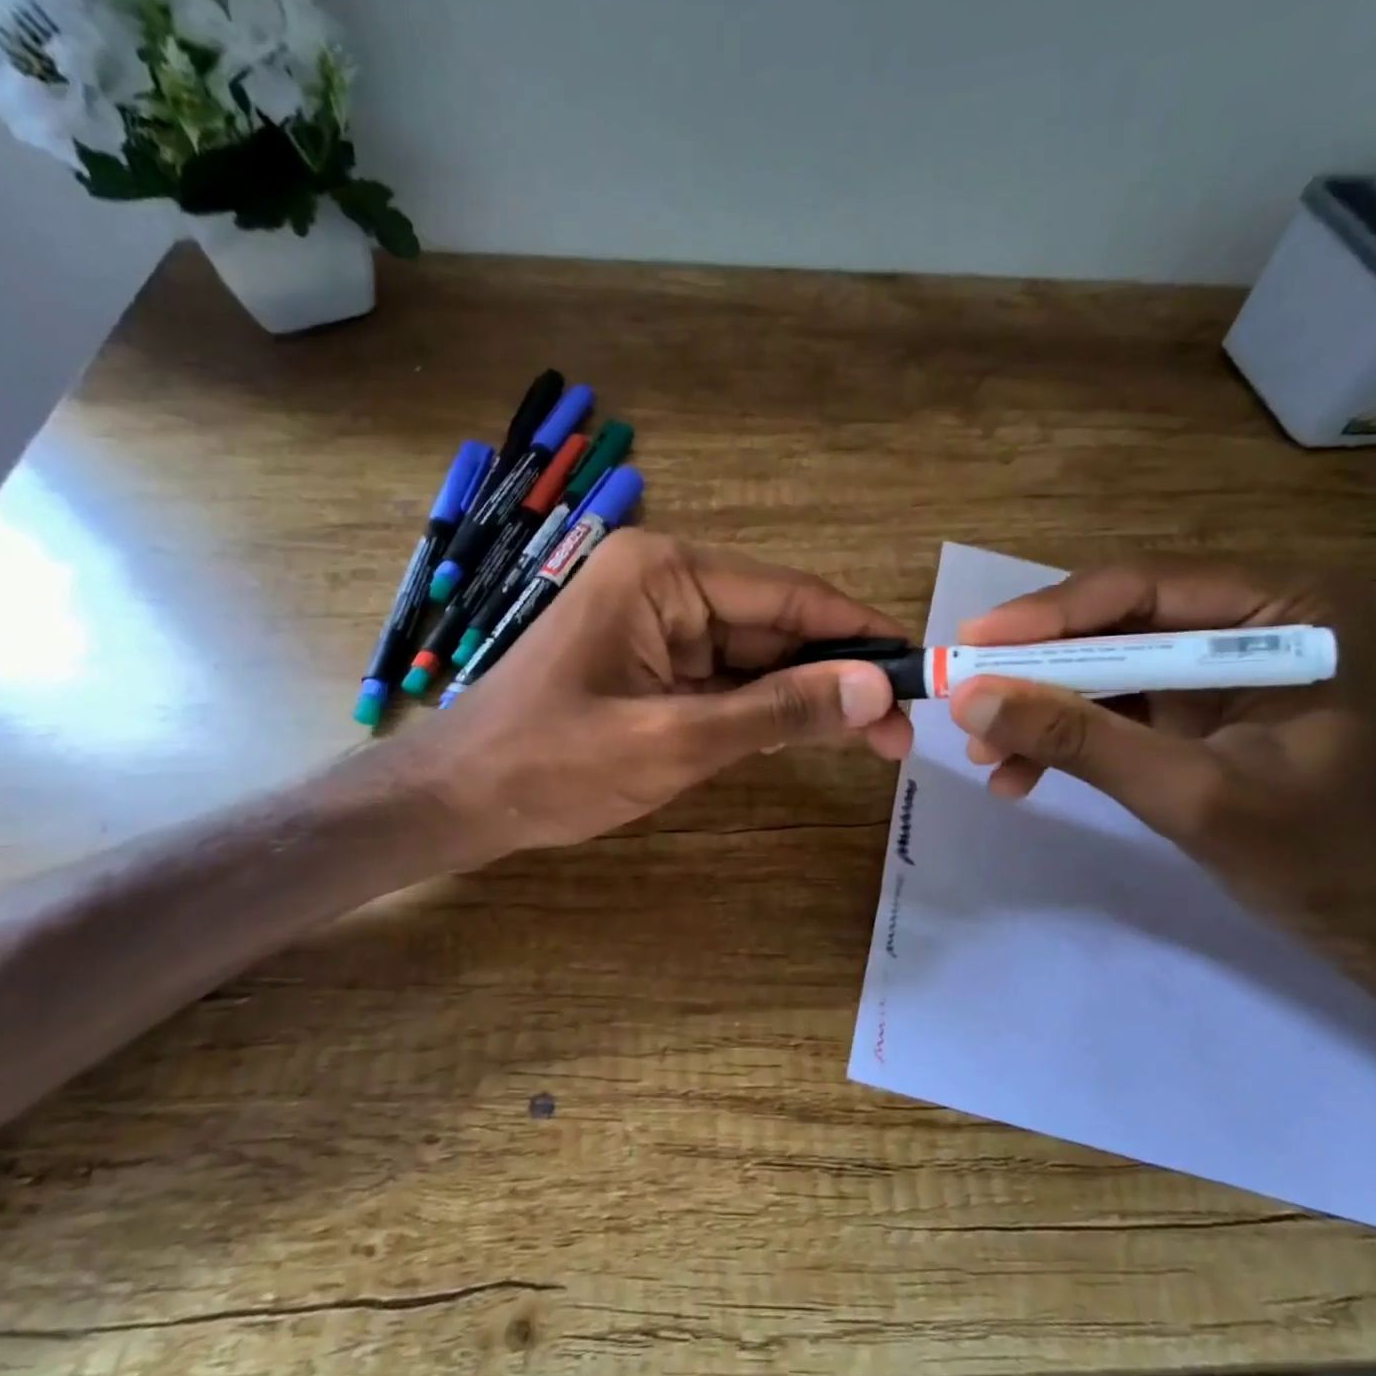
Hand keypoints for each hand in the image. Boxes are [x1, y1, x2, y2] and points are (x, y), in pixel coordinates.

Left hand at [376, 531, 912, 870]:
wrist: (454, 801)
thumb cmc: (549, 764)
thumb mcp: (674, 740)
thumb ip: (778, 710)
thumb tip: (877, 689)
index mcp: (664, 574)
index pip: (787, 596)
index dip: (858, 633)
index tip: (920, 666)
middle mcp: (665, 584)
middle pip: (776, 626)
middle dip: (838, 676)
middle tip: (903, 730)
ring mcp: (658, 626)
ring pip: (757, 656)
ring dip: (809, 696)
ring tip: (877, 739)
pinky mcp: (653, 665)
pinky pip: (726, 680)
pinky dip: (767, 708)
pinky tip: (815, 732)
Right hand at [948, 559, 1375, 958]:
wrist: (1367, 919)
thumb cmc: (1309, 854)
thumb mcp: (1185, 792)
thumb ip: (1077, 740)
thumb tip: (969, 698)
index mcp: (1290, 606)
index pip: (1145, 588)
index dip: (1048, 615)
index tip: (970, 641)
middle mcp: (1255, 611)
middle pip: (1113, 620)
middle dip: (1035, 668)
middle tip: (963, 692)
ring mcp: (1220, 654)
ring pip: (1102, 660)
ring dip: (1040, 705)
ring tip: (982, 750)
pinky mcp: (1193, 695)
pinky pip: (1111, 698)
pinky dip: (1064, 732)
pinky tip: (1018, 772)